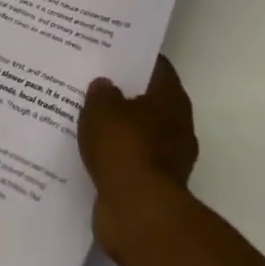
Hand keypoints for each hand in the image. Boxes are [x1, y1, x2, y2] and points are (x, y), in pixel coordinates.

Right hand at [78, 56, 198, 255]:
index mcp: (171, 99)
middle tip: (94, 82)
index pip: (156, 67)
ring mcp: (169, 158)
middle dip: (124, 93)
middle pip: (148, 100)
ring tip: (87, 117)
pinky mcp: (154, 185)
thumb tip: (105, 85)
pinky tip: (90, 150)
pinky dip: (116, 156)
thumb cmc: (125, 149)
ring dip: (119, 128)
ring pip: (139, 132)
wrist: (138, 213)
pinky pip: (131, 160)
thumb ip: (101, 92)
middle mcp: (177, 125)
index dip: (135, 58)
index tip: (111, 52)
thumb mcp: (102, 109)